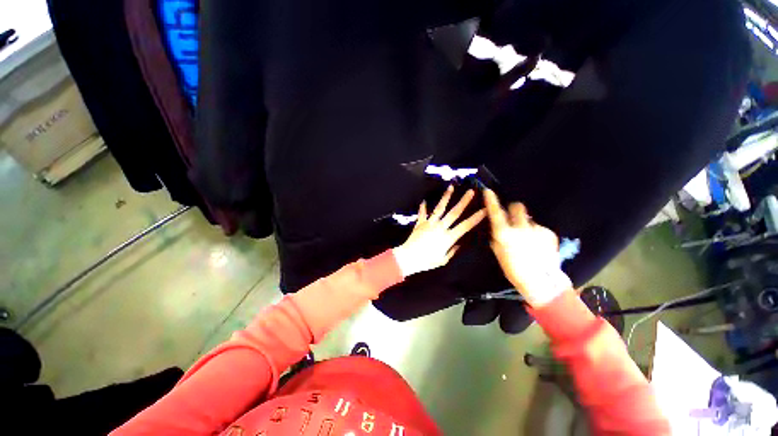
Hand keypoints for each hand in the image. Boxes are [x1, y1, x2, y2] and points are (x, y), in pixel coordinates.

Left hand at [393, 186, 485, 276]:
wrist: (409, 257)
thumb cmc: (427, 261)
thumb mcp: (443, 260)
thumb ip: (452, 251)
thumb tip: (459, 244)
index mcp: (448, 237)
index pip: (465, 226)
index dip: (476, 218)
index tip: (484, 209)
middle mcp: (440, 227)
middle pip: (454, 212)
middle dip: (463, 201)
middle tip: (470, 191)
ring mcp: (429, 223)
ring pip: (439, 208)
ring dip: (446, 197)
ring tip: (451, 187)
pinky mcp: (420, 223)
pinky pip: (422, 213)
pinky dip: (423, 207)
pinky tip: (424, 200)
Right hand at [484, 189, 571, 307]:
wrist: (541, 281)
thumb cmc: (514, 269)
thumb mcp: (498, 252)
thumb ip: (497, 236)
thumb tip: (497, 227)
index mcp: (504, 234)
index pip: (495, 212)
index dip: (491, 200)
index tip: (488, 191)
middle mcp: (520, 227)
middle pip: (517, 206)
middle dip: (514, 209)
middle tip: (514, 218)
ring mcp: (536, 229)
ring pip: (529, 219)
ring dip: (526, 224)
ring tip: (528, 239)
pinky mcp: (549, 233)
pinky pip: (539, 228)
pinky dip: (537, 233)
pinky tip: (538, 245)